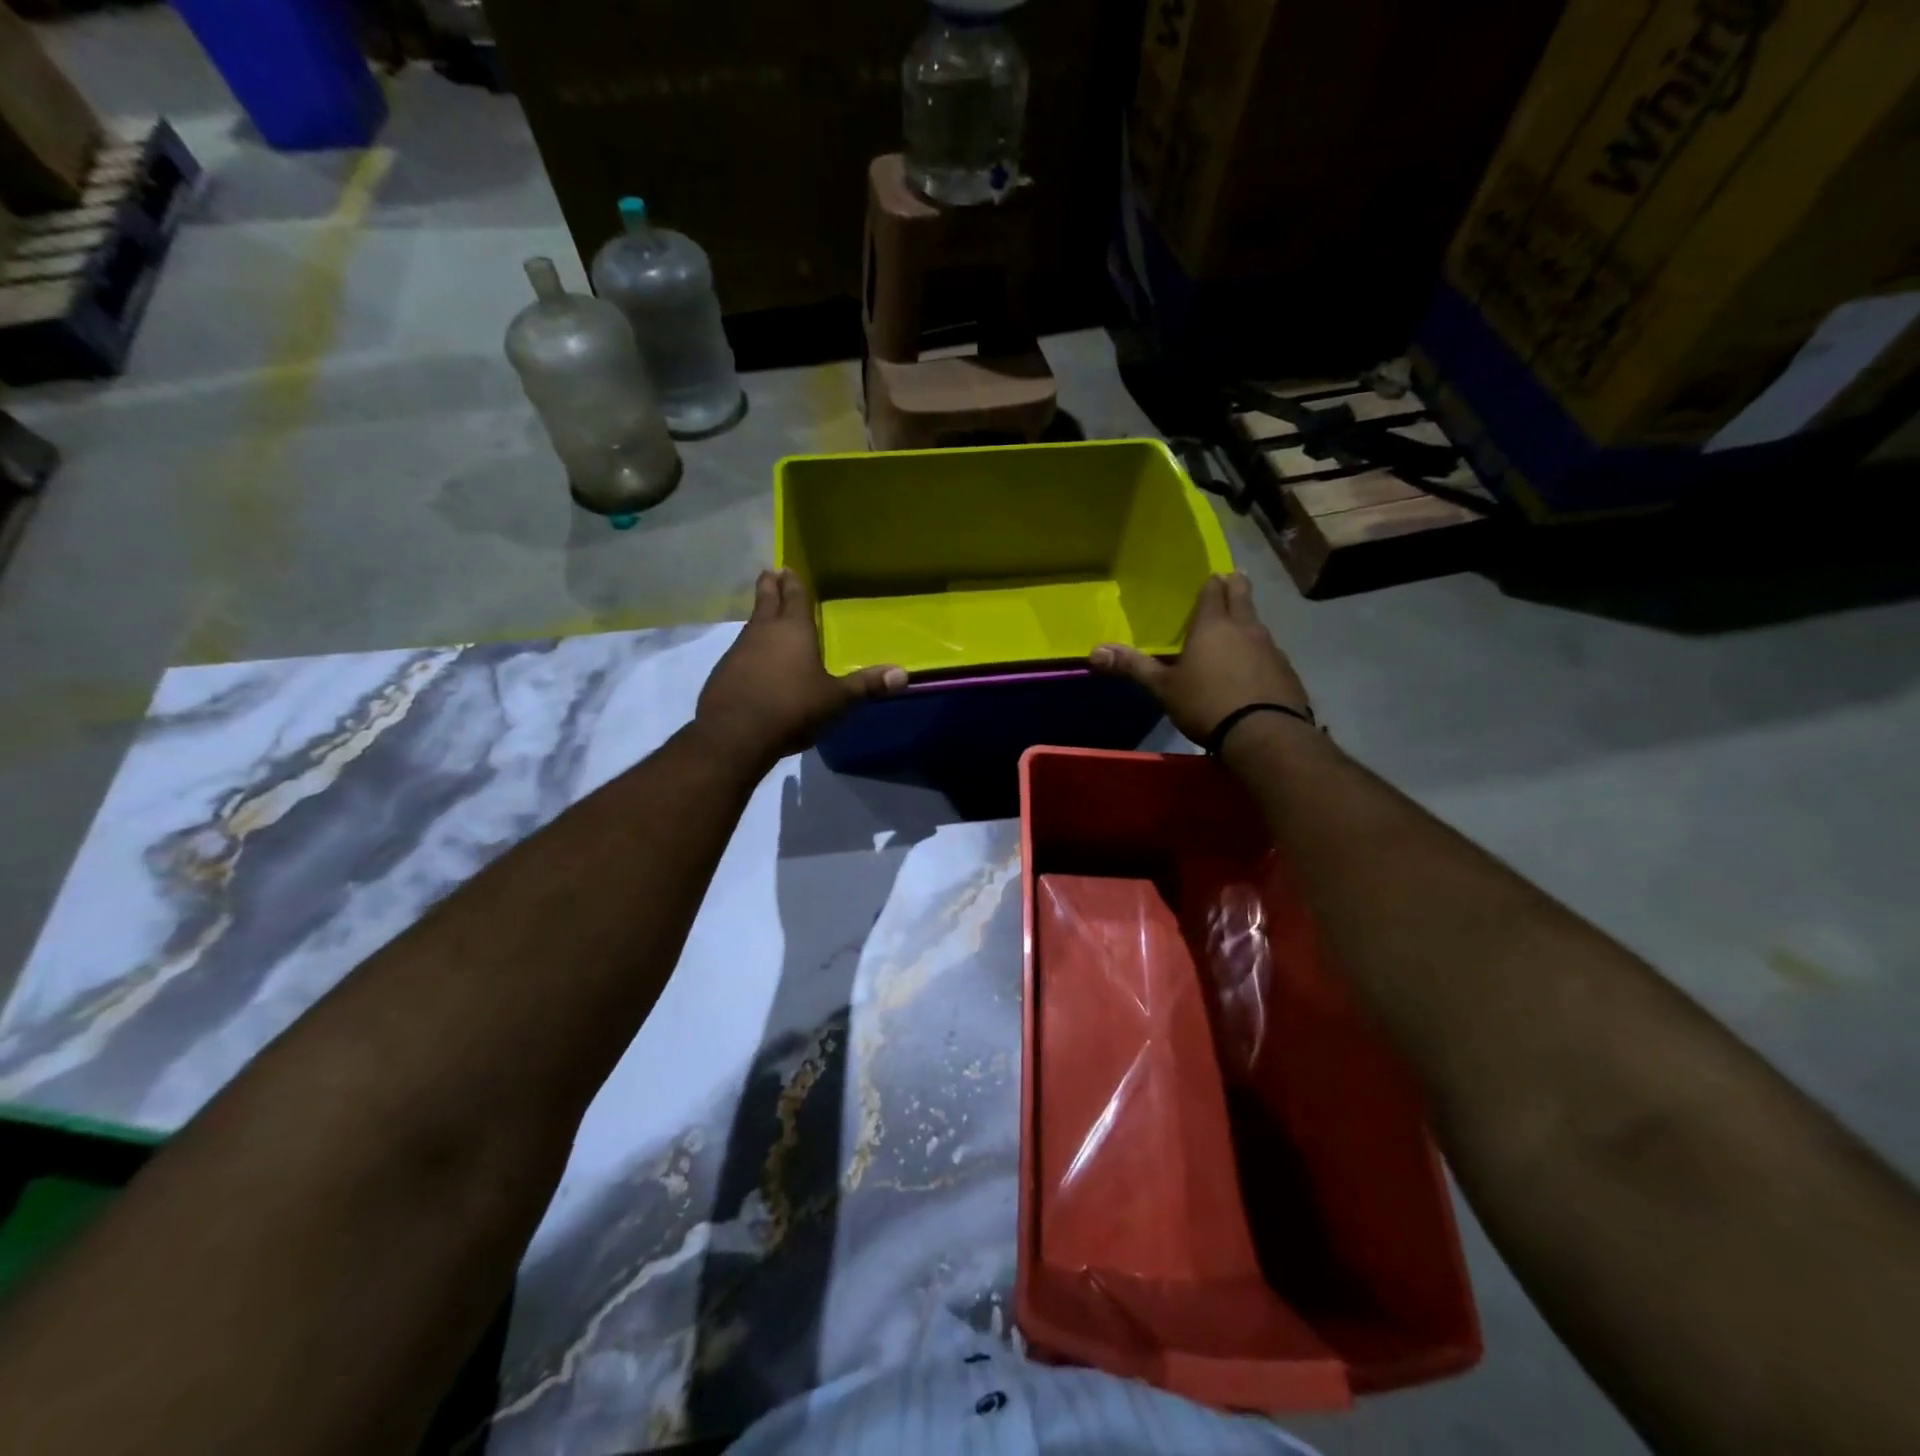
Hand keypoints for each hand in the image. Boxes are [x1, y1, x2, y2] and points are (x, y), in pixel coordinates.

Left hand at [695, 569, 905, 764]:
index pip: (794, 597)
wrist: (735, 734)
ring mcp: (739, 651)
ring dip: (759, 617)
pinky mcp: (723, 673)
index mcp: (794, 630)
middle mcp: (763, 632)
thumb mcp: (836, 700)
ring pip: (751, 625)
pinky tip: (752, 660)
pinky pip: (740, 651)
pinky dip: (748, 648)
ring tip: (765, 615)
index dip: (793, 583)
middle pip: (766, 601)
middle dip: (770, 586)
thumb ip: (866, 685)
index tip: (787, 568)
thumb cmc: (793, 708)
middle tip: (769, 572)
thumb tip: (903, 674)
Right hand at [1089, 573, 1308, 744]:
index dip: (1211, 583)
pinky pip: (1270, 653)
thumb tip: (1094, 652)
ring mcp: (1271, 648)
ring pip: (1258, 624)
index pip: (1213, 591)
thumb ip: (1133, 667)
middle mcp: (1245, 628)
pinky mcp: (1286, 671)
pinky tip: (1254, 668)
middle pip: (1242, 596)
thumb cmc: (1206, 703)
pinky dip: (1260, 653)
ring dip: (1248, 622)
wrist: (1264, 734)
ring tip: (1238, 628)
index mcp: (1212, 625)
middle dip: (1236, 585)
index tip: (1211, 578)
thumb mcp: (1163, 688)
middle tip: (1232, 578)